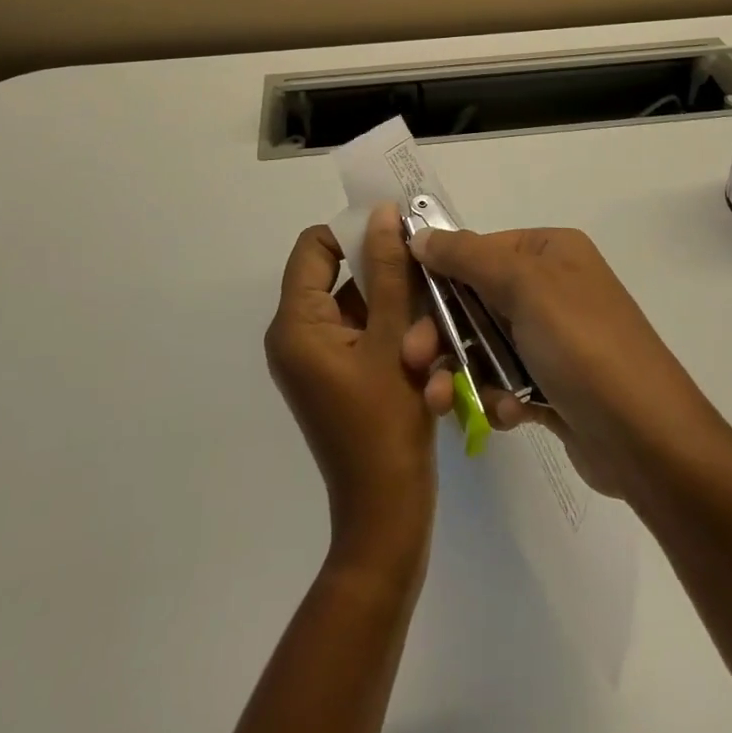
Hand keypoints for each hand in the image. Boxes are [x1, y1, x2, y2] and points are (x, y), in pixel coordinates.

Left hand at [265, 205, 436, 564]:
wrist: (386, 519)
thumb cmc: (386, 427)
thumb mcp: (393, 339)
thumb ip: (389, 271)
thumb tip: (383, 213)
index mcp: (296, 324)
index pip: (315, 246)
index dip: (356, 232)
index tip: (402, 238)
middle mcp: (298, 336)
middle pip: (343, 275)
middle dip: (389, 282)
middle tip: (428, 289)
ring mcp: (319, 359)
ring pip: (362, 307)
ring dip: (402, 314)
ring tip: (435, 345)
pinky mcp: (339, 377)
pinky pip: (367, 336)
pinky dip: (397, 339)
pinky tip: (431, 367)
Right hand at [402, 226, 726, 501]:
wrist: (649, 441)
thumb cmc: (583, 346)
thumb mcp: (525, 286)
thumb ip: (468, 257)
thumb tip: (420, 234)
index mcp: (550, 252)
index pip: (479, 249)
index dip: (439, 274)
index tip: (403, 304)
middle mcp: (552, 288)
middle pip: (476, 300)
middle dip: (443, 332)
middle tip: (413, 360)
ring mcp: (554, 338)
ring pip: (485, 345)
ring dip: (461, 372)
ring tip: (441, 402)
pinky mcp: (554, 386)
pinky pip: (506, 381)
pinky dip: (497, 398)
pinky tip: (506, 416)